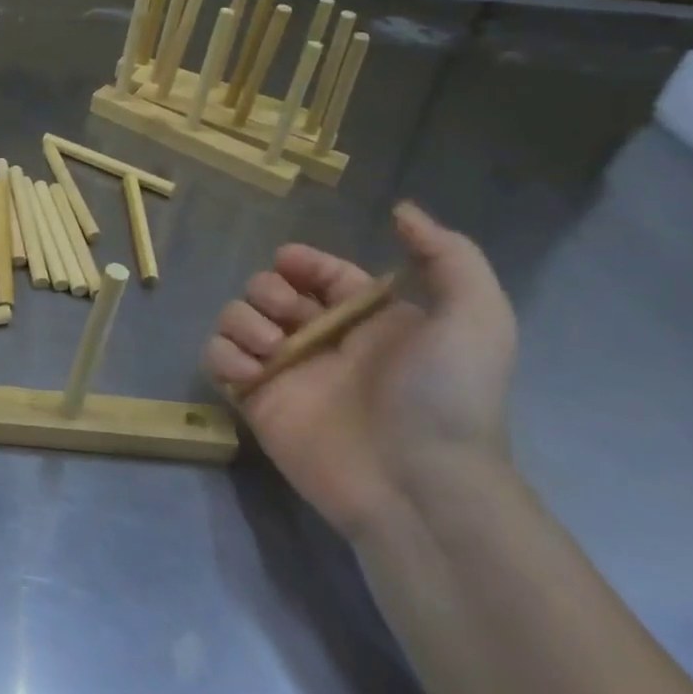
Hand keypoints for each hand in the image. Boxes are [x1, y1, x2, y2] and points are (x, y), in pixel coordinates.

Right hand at [204, 202, 516, 538]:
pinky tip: (252, 373)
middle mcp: (321, 339)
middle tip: (290, 318)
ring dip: (242, 320)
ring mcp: (284, 370)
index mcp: (366, 319)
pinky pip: (216, 358)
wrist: (417, 484)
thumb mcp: (476, 318)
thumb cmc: (444, 396)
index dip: (301, 261)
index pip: (319, 272)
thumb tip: (401, 210)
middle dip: (269, 291)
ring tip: (271, 349)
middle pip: (268, 289)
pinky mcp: (255, 400)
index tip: (290, 263)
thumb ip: (448, 255)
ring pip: (235, 317)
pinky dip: (224, 355)